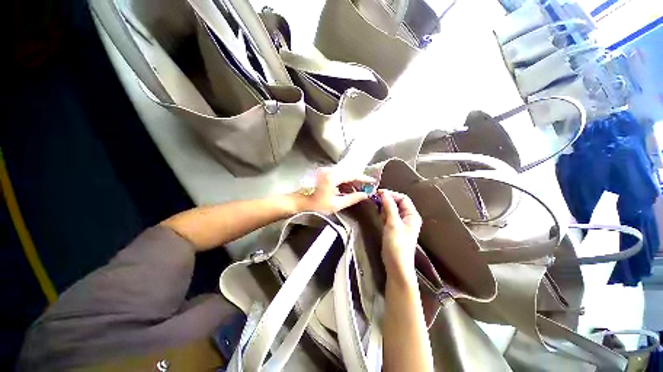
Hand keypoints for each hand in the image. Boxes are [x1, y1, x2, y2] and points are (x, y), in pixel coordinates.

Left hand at [296, 168, 375, 214]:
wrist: (300, 203)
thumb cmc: (317, 206)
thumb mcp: (337, 204)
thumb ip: (353, 198)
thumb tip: (366, 195)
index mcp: (333, 177)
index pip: (353, 175)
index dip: (364, 178)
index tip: (373, 182)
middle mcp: (330, 170)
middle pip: (349, 173)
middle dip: (358, 180)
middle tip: (366, 188)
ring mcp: (326, 171)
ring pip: (344, 174)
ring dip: (352, 181)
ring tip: (358, 191)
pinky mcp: (324, 174)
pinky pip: (338, 176)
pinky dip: (344, 182)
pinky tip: (348, 190)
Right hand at [379, 189, 422, 278]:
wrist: (396, 265)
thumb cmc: (397, 244)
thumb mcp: (393, 223)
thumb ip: (389, 207)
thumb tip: (384, 193)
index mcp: (412, 215)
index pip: (403, 198)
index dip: (391, 194)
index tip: (378, 193)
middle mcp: (407, 217)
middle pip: (397, 203)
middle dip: (386, 201)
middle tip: (375, 201)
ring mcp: (400, 223)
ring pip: (391, 209)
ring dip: (384, 207)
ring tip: (377, 210)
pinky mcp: (393, 228)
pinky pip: (388, 216)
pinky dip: (383, 214)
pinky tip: (378, 216)